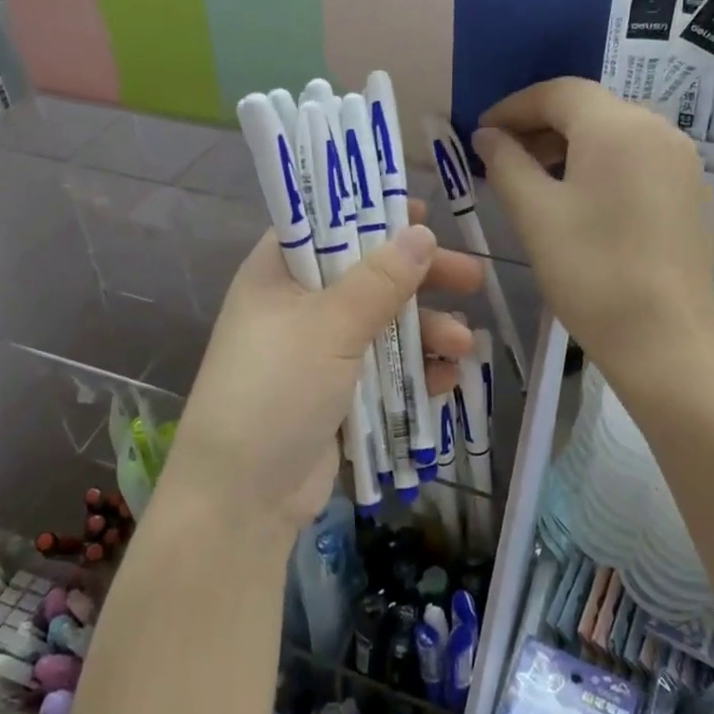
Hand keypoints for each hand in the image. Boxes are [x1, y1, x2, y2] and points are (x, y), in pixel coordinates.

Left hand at [165, 220, 482, 539]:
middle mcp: (295, 306)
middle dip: (420, 279)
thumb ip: (380, 280)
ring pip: (382, 325)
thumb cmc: (276, 390)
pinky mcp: (335, 393)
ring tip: (465, 344)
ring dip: (426, 331)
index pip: (325, 224)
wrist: (242, 499)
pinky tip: (446, 379)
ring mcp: (316, 352)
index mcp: (277, 274)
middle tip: (472, 278)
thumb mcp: (330, 326)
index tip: (420, 215)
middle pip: (366, 275)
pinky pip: (382, 369)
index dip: (371, 215)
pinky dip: (413, 370)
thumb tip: (422, 233)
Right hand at [473, 78, 713, 378]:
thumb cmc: (590, 270)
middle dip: (542, 126)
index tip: (483, 132)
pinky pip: (639, 160)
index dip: (514, 107)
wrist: (665, 340)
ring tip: (537, 180)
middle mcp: (658, 129)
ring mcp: (682, 162)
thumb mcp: (534, 213)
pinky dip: (603, 166)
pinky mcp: (692, 192)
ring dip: (571, 147)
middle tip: (503, 157)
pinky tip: (582, 201)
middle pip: (590, 109)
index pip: (558, 92)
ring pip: (616, 134)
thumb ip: (506, 163)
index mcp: (617, 126)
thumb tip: (489, 136)